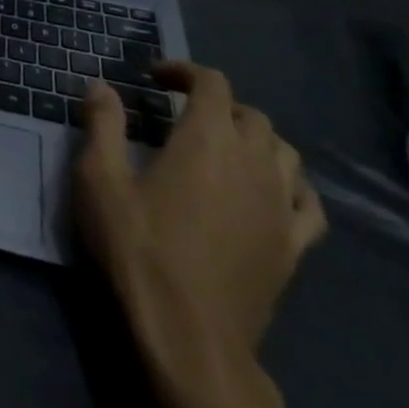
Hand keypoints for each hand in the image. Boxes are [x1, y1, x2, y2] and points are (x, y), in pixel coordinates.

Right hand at [73, 63, 324, 407]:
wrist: (189, 336)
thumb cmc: (138, 248)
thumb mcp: (100, 180)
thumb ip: (103, 125)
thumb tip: (102, 86)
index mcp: (207, 139)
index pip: (212, 83)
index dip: (184, 71)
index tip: (154, 78)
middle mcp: (253, 162)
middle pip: (250, 114)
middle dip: (216, 103)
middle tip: (180, 114)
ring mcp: (281, 207)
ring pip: (284, 152)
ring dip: (255, 137)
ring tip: (223, 147)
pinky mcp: (294, 247)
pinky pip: (308, 203)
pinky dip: (291, 184)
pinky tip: (270, 191)